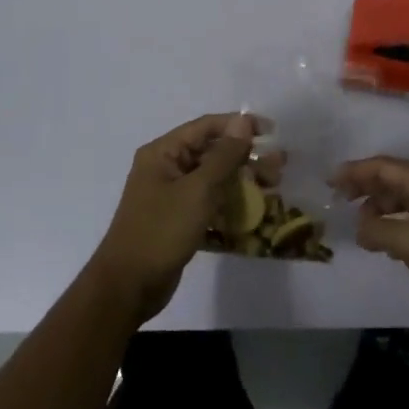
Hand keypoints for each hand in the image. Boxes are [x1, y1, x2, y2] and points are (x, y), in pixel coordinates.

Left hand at [89, 112, 268, 324]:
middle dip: (246, 157)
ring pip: (213, 178)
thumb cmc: (161, 231)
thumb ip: (223, 156)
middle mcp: (166, 167)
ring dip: (242, 180)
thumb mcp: (198, 190)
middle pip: (212, 152)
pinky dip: (229, 202)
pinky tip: (254, 210)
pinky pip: (208, 202)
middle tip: (279, 166)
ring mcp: (171, 195)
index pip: (206, 127)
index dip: (239, 125)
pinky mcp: (178, 219)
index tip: (271, 132)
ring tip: (273, 186)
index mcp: (163, 152)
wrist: (129, 286)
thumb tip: (243, 121)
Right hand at [331, 156, 408, 331]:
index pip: (386, 167)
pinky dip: (394, 225)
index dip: (356, 171)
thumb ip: (380, 231)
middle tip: (339, 201)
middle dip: (366, 187)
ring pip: (404, 201)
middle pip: (395, 180)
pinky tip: (384, 243)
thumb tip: (361, 228)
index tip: (329, 180)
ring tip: (360, 228)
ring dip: (380, 209)